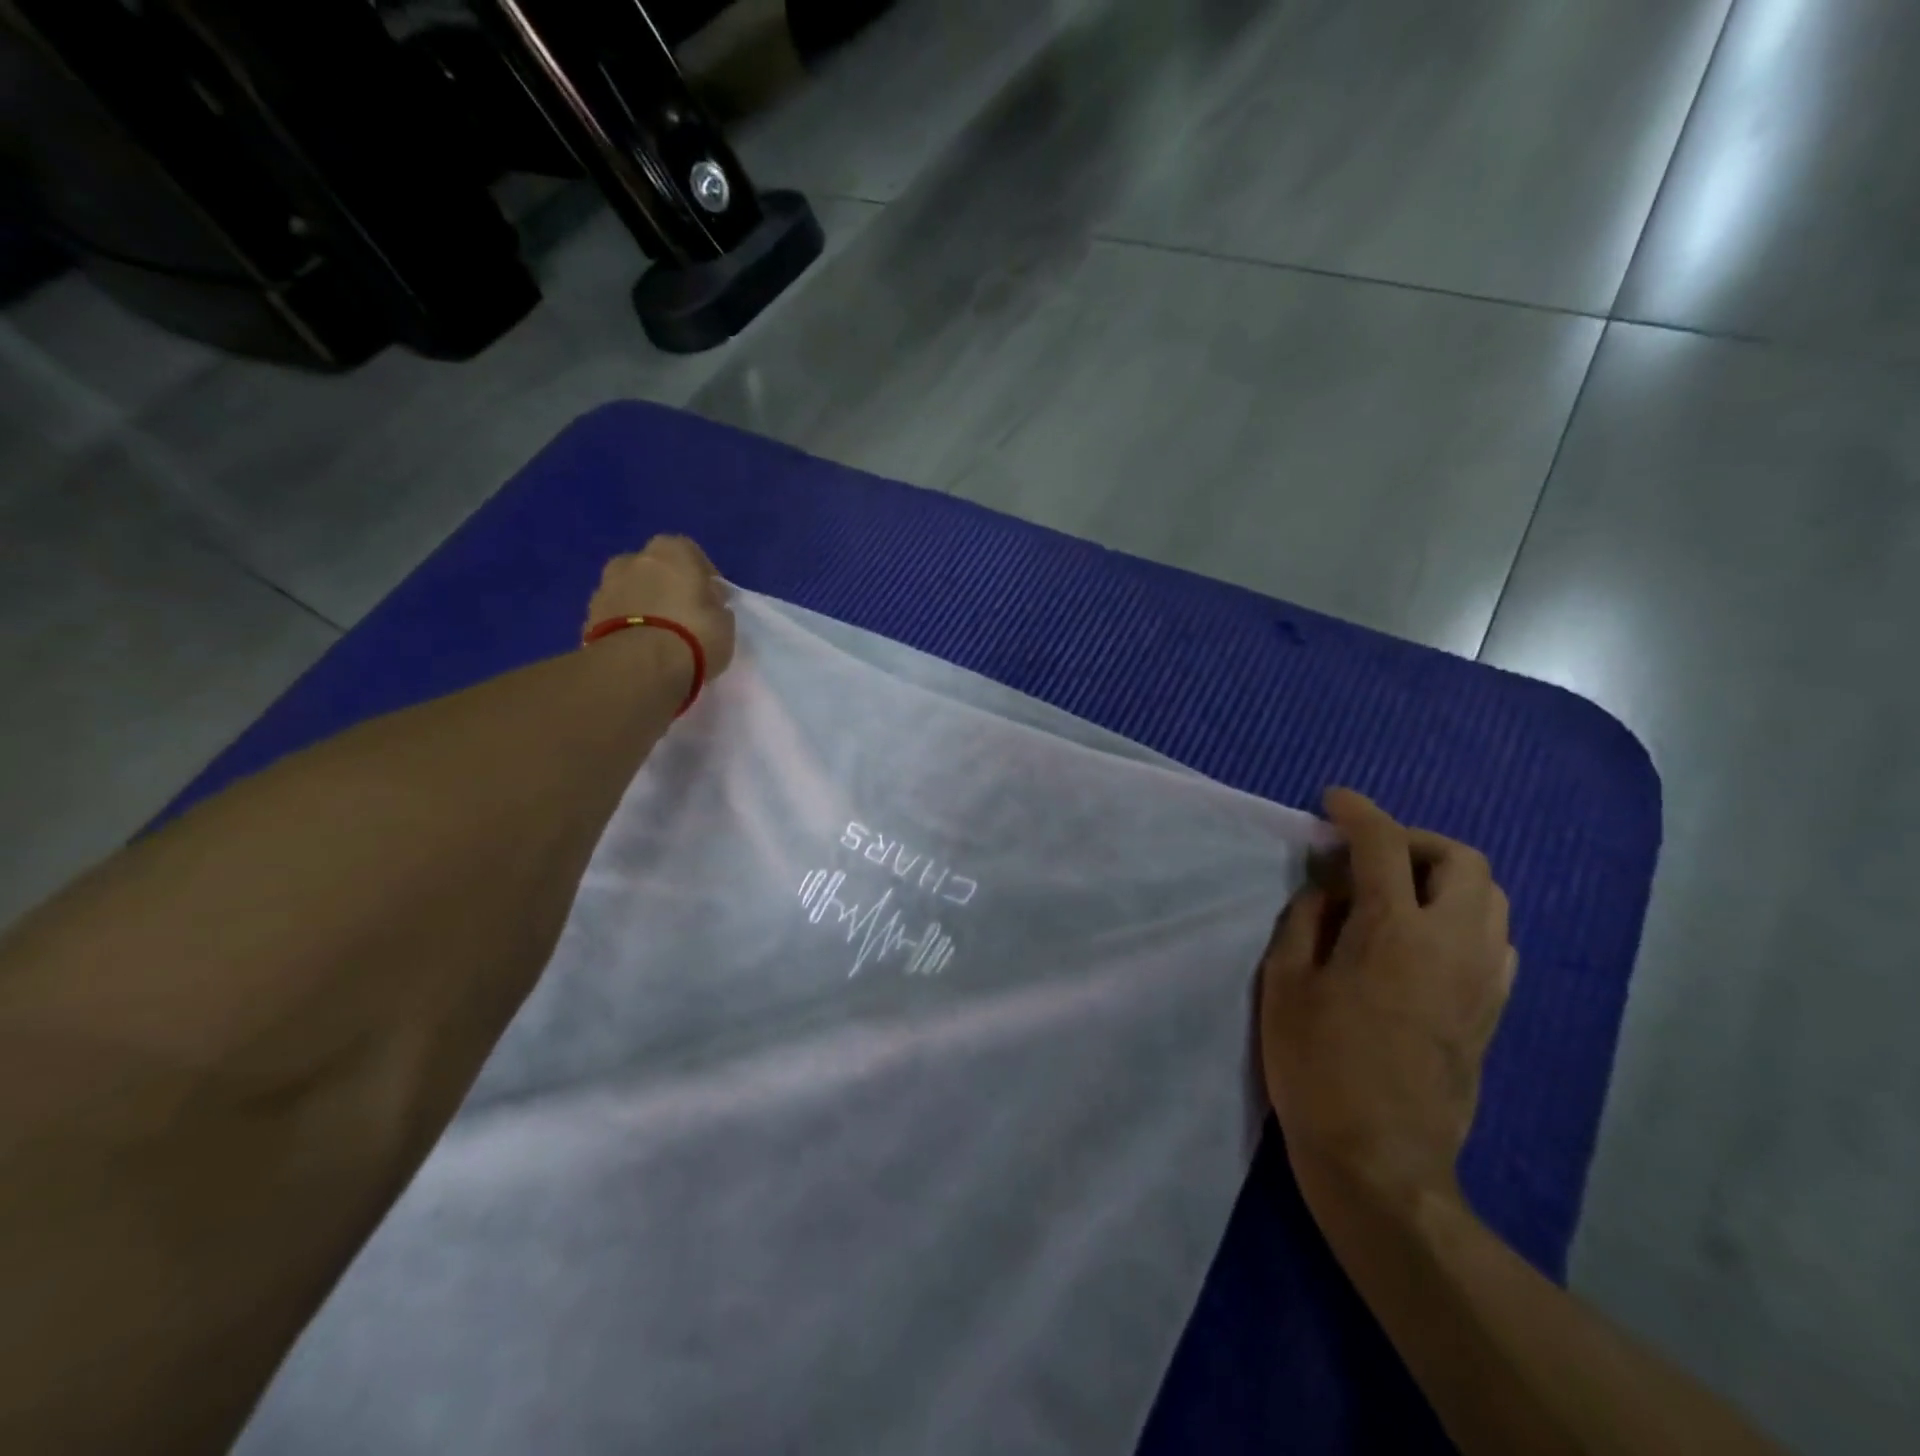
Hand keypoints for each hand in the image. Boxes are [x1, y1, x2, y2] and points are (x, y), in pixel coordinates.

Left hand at [584, 536, 736, 677]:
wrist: (639, 666)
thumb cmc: (693, 635)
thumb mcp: (724, 621)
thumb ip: (714, 605)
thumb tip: (707, 603)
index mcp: (672, 551)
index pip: (690, 553)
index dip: (701, 576)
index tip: (709, 599)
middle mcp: (634, 559)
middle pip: (653, 568)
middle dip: (665, 585)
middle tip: (680, 614)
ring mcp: (605, 585)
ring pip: (630, 590)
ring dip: (642, 604)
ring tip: (658, 635)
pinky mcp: (588, 615)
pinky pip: (615, 615)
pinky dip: (625, 625)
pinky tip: (639, 647)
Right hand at [1260, 788, 1516, 1211]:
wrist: (1380, 1160)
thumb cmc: (1316, 1067)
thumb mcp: (1285, 985)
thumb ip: (1304, 922)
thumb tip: (1326, 890)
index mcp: (1393, 933)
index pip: (1383, 846)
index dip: (1358, 812)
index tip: (1333, 801)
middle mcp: (1452, 945)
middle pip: (1463, 860)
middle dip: (1415, 840)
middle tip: (1368, 855)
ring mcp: (1482, 980)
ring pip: (1490, 898)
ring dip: (1443, 877)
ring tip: (1393, 892)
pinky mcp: (1491, 1011)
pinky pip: (1494, 938)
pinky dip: (1462, 915)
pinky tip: (1420, 937)